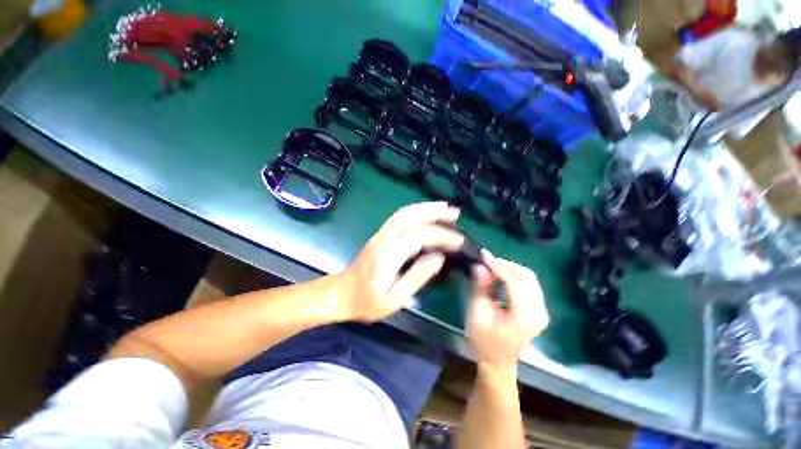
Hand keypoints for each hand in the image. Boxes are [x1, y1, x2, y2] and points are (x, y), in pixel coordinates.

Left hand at [339, 202, 464, 321]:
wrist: (342, 293)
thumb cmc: (367, 301)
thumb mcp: (394, 298)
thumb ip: (417, 277)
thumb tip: (439, 258)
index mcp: (389, 254)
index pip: (420, 236)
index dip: (442, 236)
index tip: (460, 241)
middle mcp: (385, 238)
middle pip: (412, 216)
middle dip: (435, 212)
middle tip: (455, 213)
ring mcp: (381, 234)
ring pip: (405, 212)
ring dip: (426, 208)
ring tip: (445, 207)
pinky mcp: (380, 234)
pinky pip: (399, 216)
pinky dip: (415, 211)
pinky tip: (425, 213)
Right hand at [466, 250, 548, 374]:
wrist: (497, 362)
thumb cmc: (483, 340)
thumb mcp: (477, 314)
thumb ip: (480, 288)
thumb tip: (480, 266)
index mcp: (524, 316)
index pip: (514, 282)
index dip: (497, 266)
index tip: (483, 254)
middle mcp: (539, 312)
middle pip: (527, 277)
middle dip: (506, 265)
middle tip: (486, 262)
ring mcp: (542, 311)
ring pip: (530, 279)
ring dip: (511, 270)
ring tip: (492, 268)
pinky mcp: (539, 310)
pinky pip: (529, 285)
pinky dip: (515, 277)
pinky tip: (501, 278)